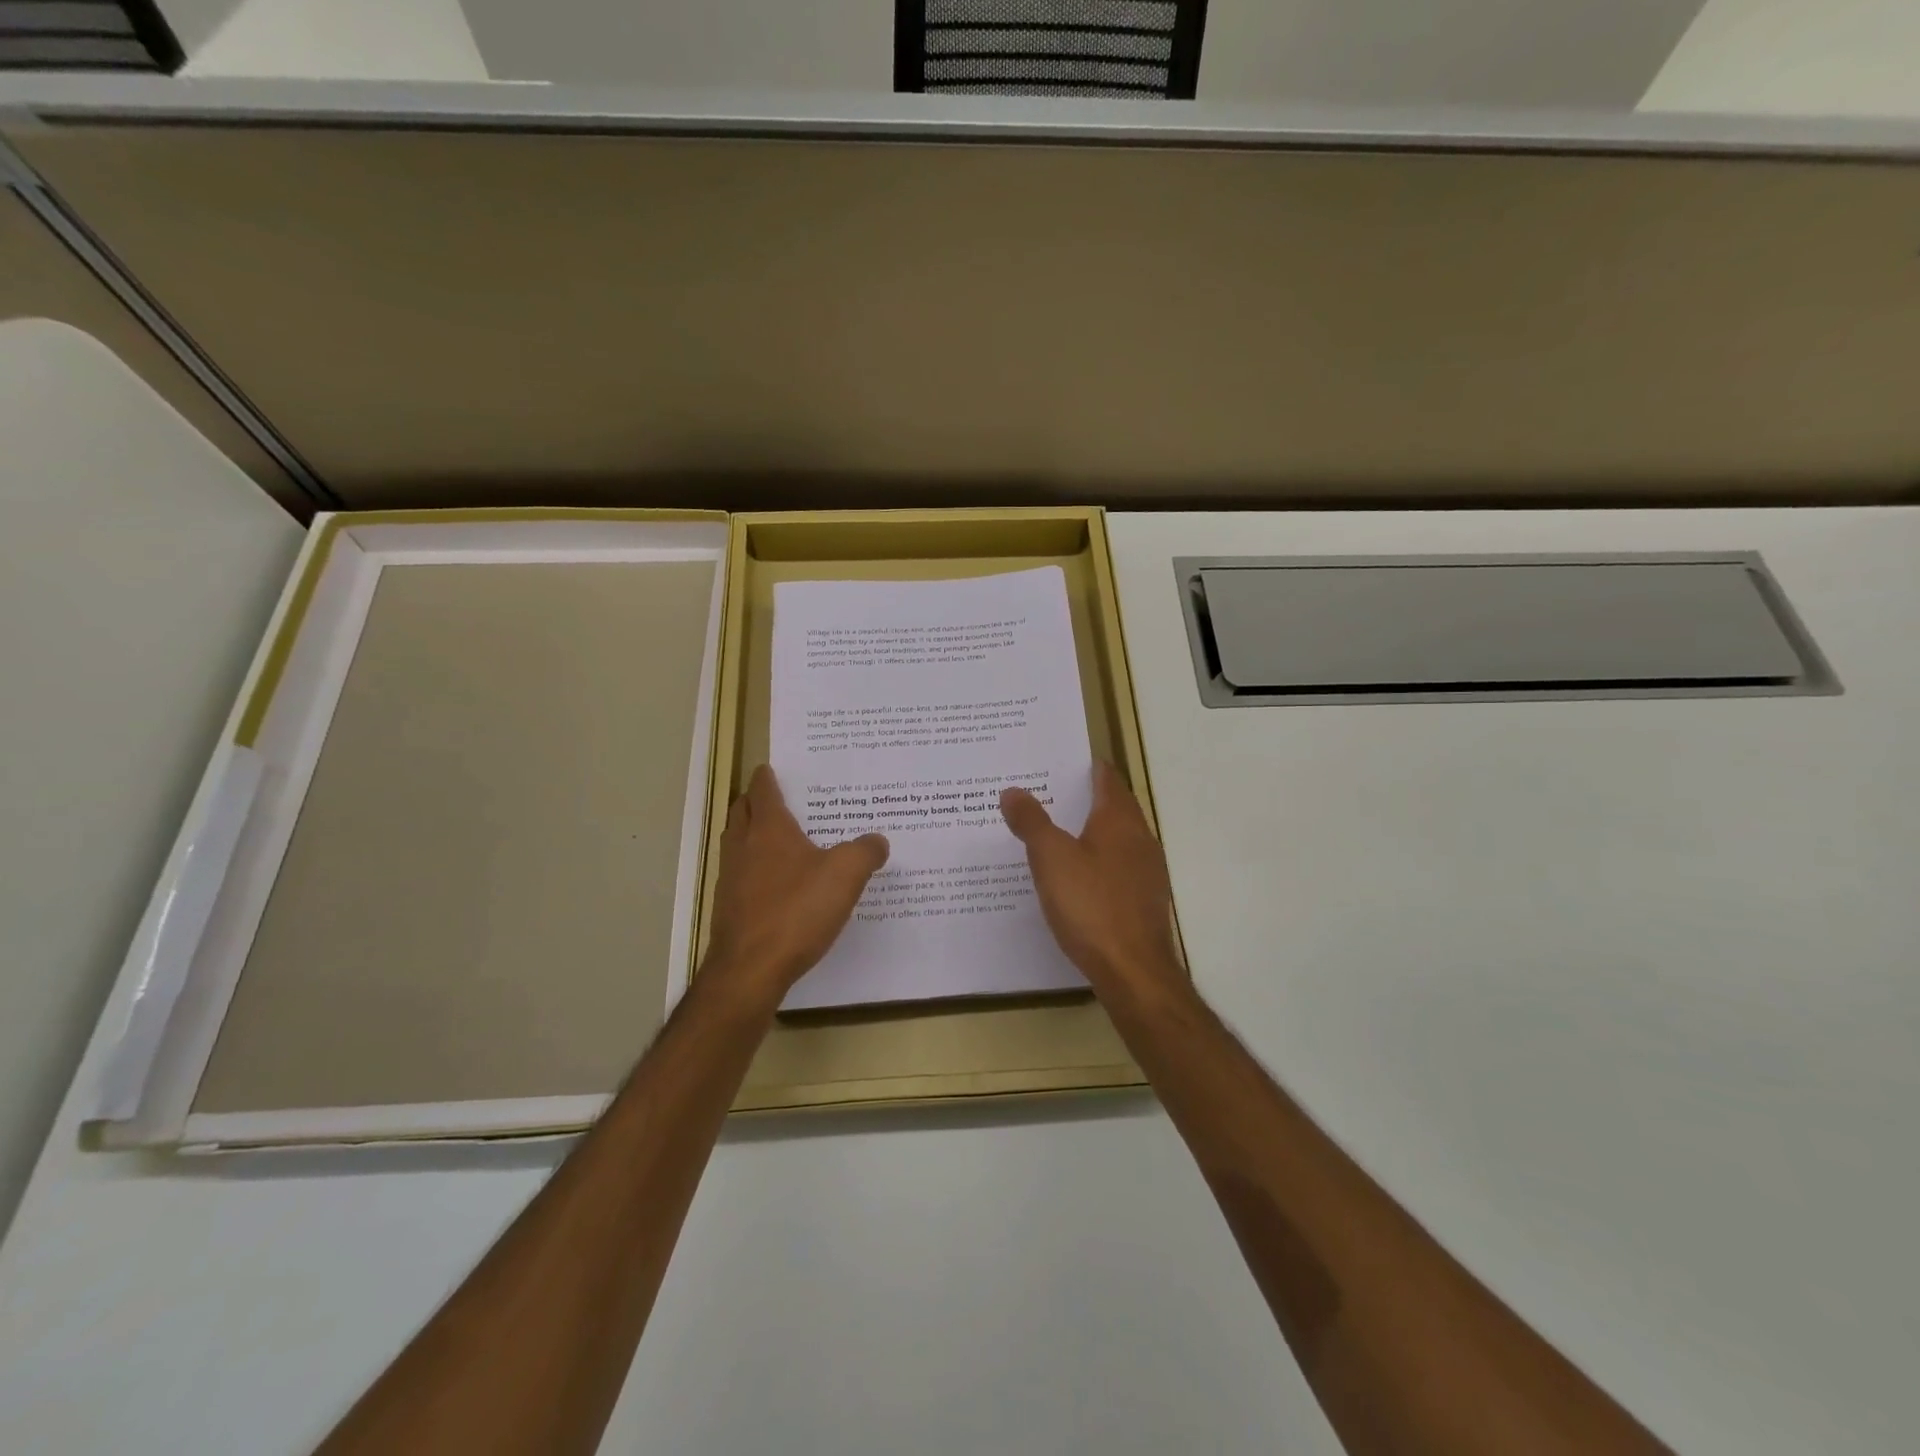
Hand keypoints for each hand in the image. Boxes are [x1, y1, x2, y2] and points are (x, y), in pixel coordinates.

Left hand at [702, 765, 889, 999]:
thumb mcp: (845, 875)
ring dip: (750, 834)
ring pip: (737, 843)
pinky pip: (740, 875)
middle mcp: (743, 846)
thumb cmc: (797, 911)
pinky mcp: (729, 908)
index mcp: (769, 829)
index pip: (763, 790)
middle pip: (741, 811)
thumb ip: (865, 851)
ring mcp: (731, 878)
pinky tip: (776, 884)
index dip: (768, 777)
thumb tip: (877, 840)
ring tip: (777, 838)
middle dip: (754, 801)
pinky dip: (753, 868)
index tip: (772, 768)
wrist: (750, 970)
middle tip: (776, 798)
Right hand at [1000, 762, 1186, 1002]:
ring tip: (1058, 833)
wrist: (1133, 971)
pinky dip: (1099, 861)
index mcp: (1119, 820)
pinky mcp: (1145, 900)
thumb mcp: (1050, 858)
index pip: (1107, 779)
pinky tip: (1078, 877)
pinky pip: (1120, 867)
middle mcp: (1140, 839)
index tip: (1061, 762)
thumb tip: (1012, 790)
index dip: (1087, 767)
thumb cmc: (1090, 905)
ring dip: (1093, 831)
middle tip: (1049, 794)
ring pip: (1119, 838)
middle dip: (1086, 798)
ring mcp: (1147, 871)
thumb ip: (1031, 822)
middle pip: (1116, 807)